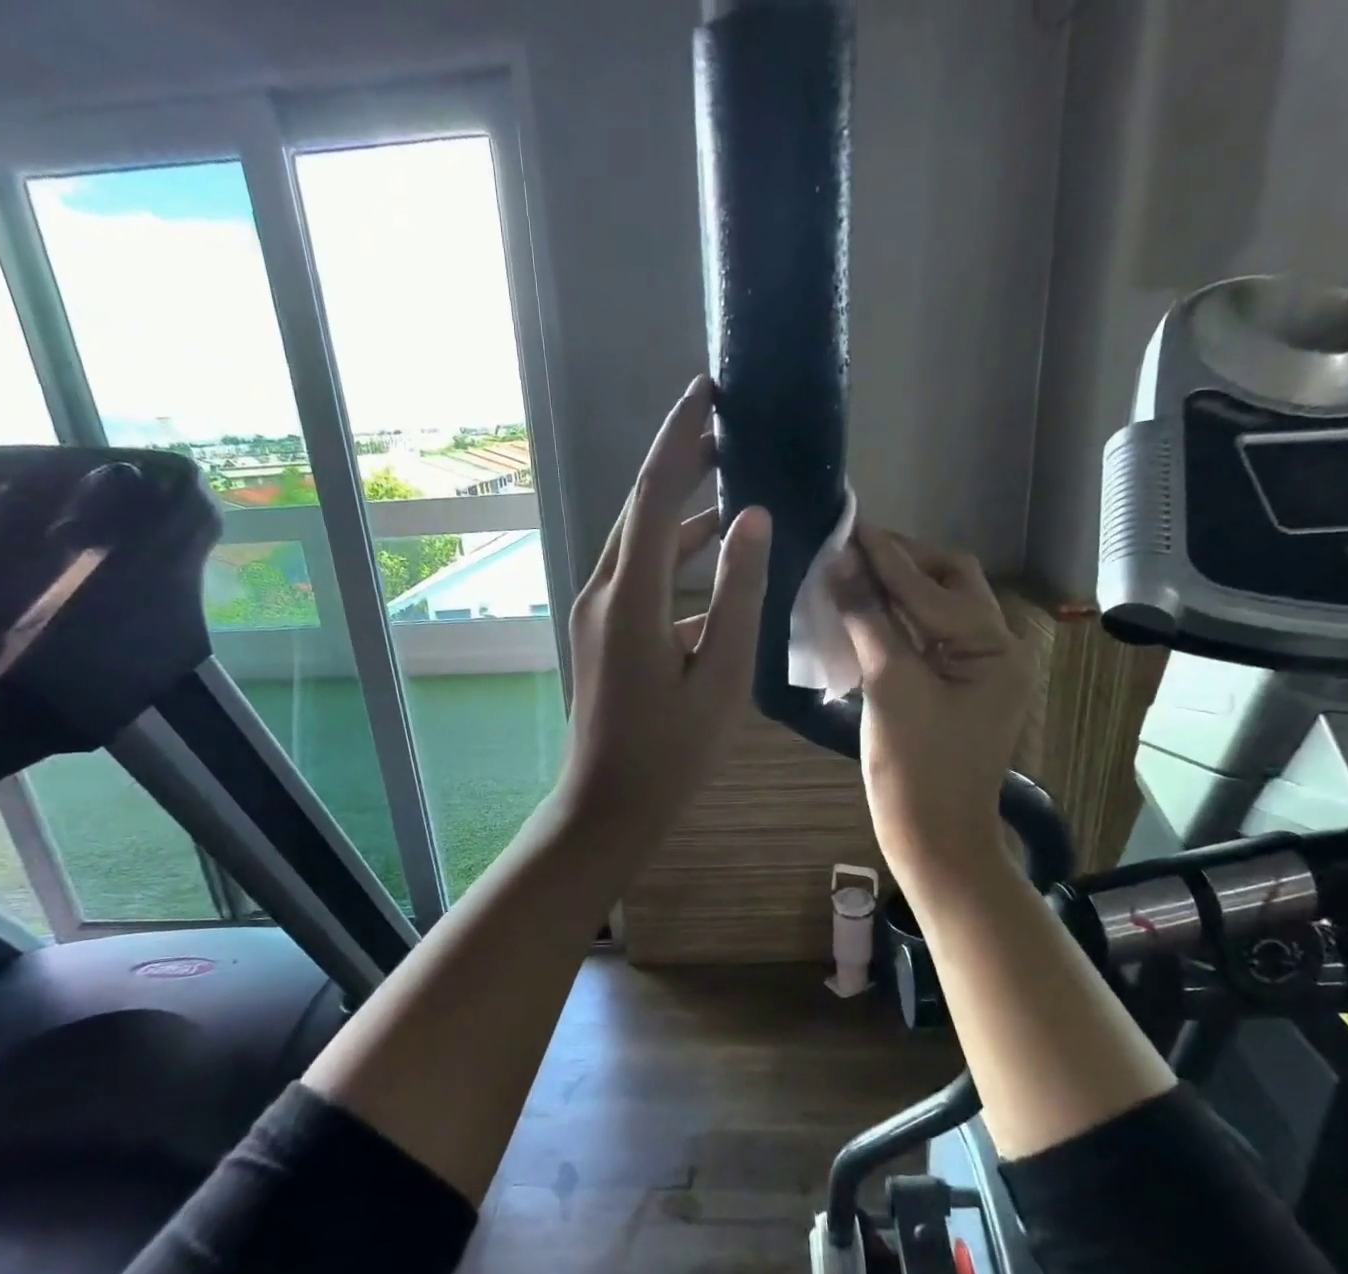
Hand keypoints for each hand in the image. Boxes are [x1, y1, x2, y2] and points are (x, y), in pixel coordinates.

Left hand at [554, 376, 771, 850]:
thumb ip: (737, 593)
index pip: (655, 493)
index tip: (706, 391)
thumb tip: (751, 517)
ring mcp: (596, 613)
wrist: (608, 807)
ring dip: (680, 514)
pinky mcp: (600, 634)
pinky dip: (674, 562)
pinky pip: (639, 579)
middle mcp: (604, 591)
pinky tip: (713, 572)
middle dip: (680, 463)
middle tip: (725, 428)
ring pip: (640, 543)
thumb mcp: (721, 675)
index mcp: (631, 597)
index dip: (681, 438)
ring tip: (728, 488)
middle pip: (641, 509)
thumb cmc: (671, 752)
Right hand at [833, 522, 1030, 884]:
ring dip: (896, 589)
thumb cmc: (914, 768)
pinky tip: (862, 611)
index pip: (934, 587)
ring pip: (936, 609)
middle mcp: (997, 649)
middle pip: (949, 585)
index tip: (848, 525)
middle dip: (902, 563)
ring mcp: (977, 670)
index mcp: (995, 648)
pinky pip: (926, 637)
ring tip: (851, 571)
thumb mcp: (890, 686)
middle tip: (852, 550)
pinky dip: (895, 620)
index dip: (887, 556)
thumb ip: (867, 619)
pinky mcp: (955, 687)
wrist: (931, 838)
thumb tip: (839, 561)